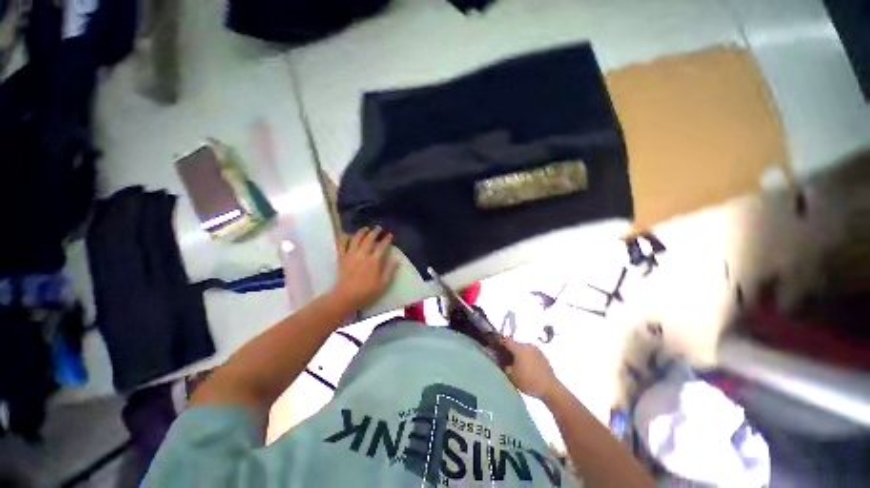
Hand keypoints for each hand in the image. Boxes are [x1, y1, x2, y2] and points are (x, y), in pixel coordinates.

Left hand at [332, 227, 398, 312]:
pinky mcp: (341, 258)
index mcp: (373, 261)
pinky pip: (341, 245)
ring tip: (365, 229)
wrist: (346, 297)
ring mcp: (350, 255)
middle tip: (379, 228)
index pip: (382, 246)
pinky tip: (347, 236)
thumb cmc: (367, 292)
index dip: (387, 239)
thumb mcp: (383, 283)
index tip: (390, 235)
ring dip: (361, 232)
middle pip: (369, 239)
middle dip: (375, 232)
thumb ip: (390, 269)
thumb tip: (398, 258)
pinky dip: (344, 238)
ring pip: (355, 239)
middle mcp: (362, 254)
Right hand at [502, 337, 561, 400]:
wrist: (550, 388)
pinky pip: (531, 352)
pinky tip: (527, 365)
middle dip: (510, 349)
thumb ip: (504, 365)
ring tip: (517, 362)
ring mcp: (536, 349)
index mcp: (519, 348)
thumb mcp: (511, 375)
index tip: (496, 347)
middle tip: (506, 357)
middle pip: (515, 344)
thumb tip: (501, 360)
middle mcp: (527, 345)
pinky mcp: (543, 355)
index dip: (500, 343)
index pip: (506, 340)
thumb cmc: (529, 381)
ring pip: (523, 348)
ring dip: (519, 353)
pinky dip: (527, 356)